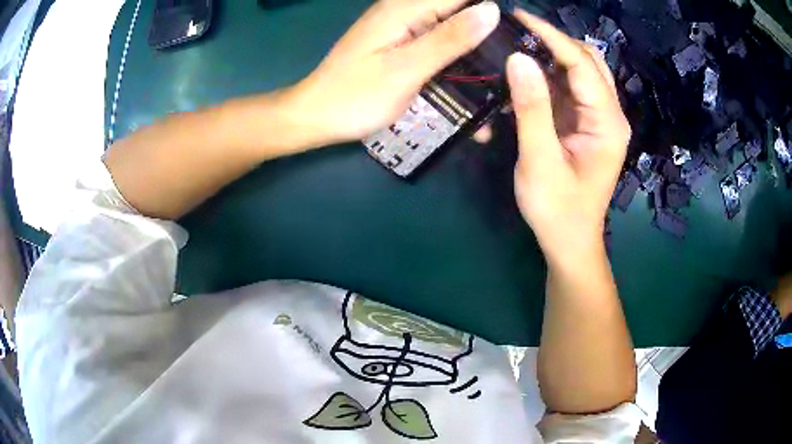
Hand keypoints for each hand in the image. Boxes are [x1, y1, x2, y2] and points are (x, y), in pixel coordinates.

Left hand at [289, 0, 499, 144]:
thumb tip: (491, 10)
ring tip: (503, 77)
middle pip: (459, 11)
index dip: (493, 9)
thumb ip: (449, 38)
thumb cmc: (355, 96)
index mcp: (405, 9)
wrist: (316, 116)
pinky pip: (437, 45)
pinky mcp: (401, 46)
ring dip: (475, 50)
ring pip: (451, 29)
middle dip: (489, 33)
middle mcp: (405, 12)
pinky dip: (456, 60)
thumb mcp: (406, 68)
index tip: (522, 33)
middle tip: (517, 63)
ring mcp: (403, 30)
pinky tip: (472, 82)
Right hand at [506, 11, 629, 263]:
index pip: (582, 64)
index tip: (519, 16)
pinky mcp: (586, 125)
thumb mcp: (539, 161)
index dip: (551, 36)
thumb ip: (532, 108)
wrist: (569, 241)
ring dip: (550, 58)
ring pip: (578, 72)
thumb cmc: (557, 210)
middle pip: (587, 61)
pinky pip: (569, 90)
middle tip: (517, 32)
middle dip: (554, 42)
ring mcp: (599, 119)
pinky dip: (548, 79)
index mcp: (607, 123)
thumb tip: (518, 59)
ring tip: (517, 49)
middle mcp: (609, 115)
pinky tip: (525, 80)